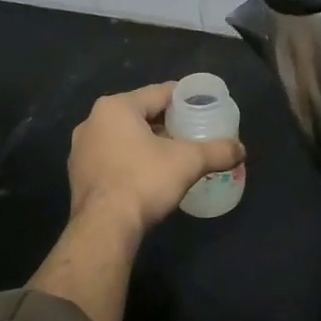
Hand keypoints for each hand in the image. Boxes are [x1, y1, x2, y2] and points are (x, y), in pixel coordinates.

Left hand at [67, 83, 244, 235]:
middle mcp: (93, 121)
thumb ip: (217, 151)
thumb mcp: (188, 162)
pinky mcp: (78, 174)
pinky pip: (112, 157)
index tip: (204, 107)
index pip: (159, 93)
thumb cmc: (144, 181)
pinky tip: (148, 174)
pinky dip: (131, 160)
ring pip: (124, 136)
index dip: (185, 99)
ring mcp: (81, 149)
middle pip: (140, 113)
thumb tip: (241, 149)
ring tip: (173, 154)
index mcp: (116, 107)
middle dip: (166, 122)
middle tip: (192, 132)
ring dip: (147, 141)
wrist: (104, 228)